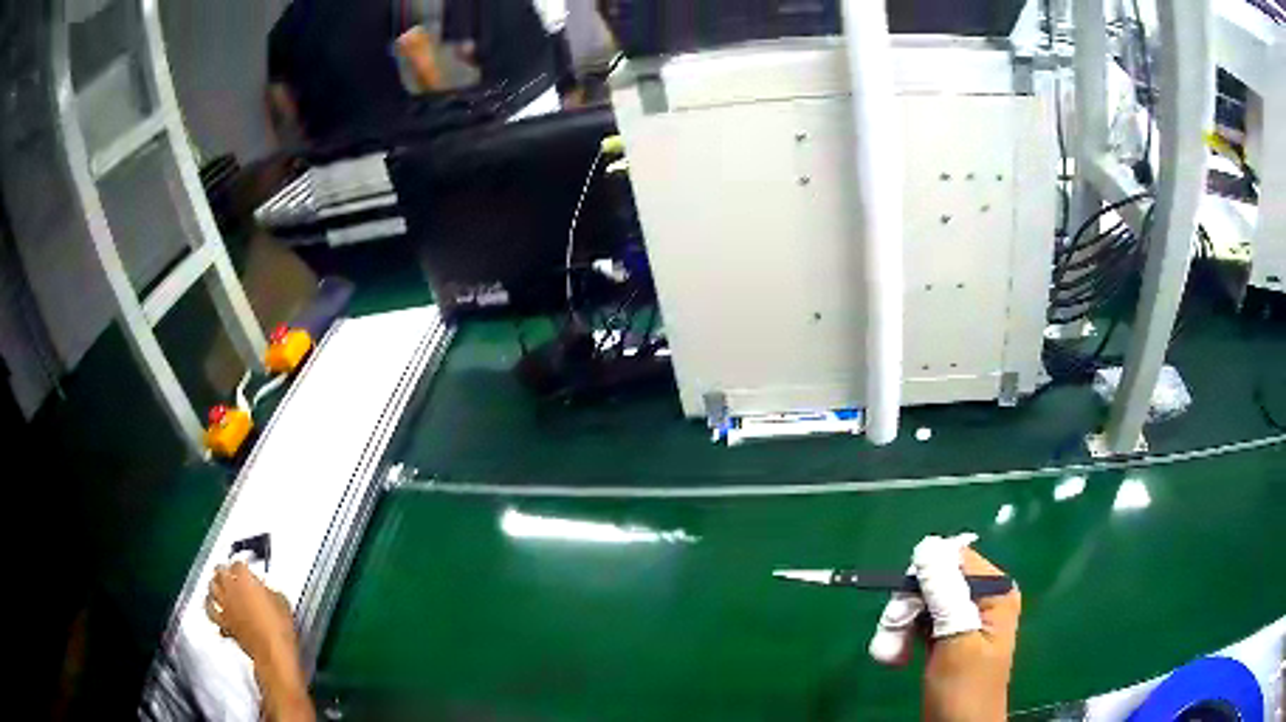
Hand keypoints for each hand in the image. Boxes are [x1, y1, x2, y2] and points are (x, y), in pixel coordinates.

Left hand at [205, 562, 295, 663]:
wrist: (273, 654)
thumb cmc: (280, 628)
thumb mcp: (281, 602)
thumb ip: (268, 590)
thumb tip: (264, 590)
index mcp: (245, 579)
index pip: (238, 564)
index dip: (242, 565)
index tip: (247, 568)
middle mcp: (230, 588)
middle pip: (219, 571)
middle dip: (224, 570)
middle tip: (228, 571)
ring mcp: (224, 606)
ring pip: (211, 588)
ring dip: (214, 584)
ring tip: (217, 584)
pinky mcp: (223, 623)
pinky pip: (210, 610)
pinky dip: (210, 606)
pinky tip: (212, 606)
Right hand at [869, 534, 1020, 721]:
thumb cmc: (963, 689)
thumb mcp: (955, 639)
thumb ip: (945, 592)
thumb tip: (927, 545)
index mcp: (995, 592)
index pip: (955, 558)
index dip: (925, 576)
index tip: (903, 606)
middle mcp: (982, 597)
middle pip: (934, 580)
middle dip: (907, 608)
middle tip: (890, 637)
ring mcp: (964, 617)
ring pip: (921, 601)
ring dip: (899, 626)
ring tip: (889, 656)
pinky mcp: (946, 635)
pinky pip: (918, 621)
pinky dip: (902, 637)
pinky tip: (895, 658)